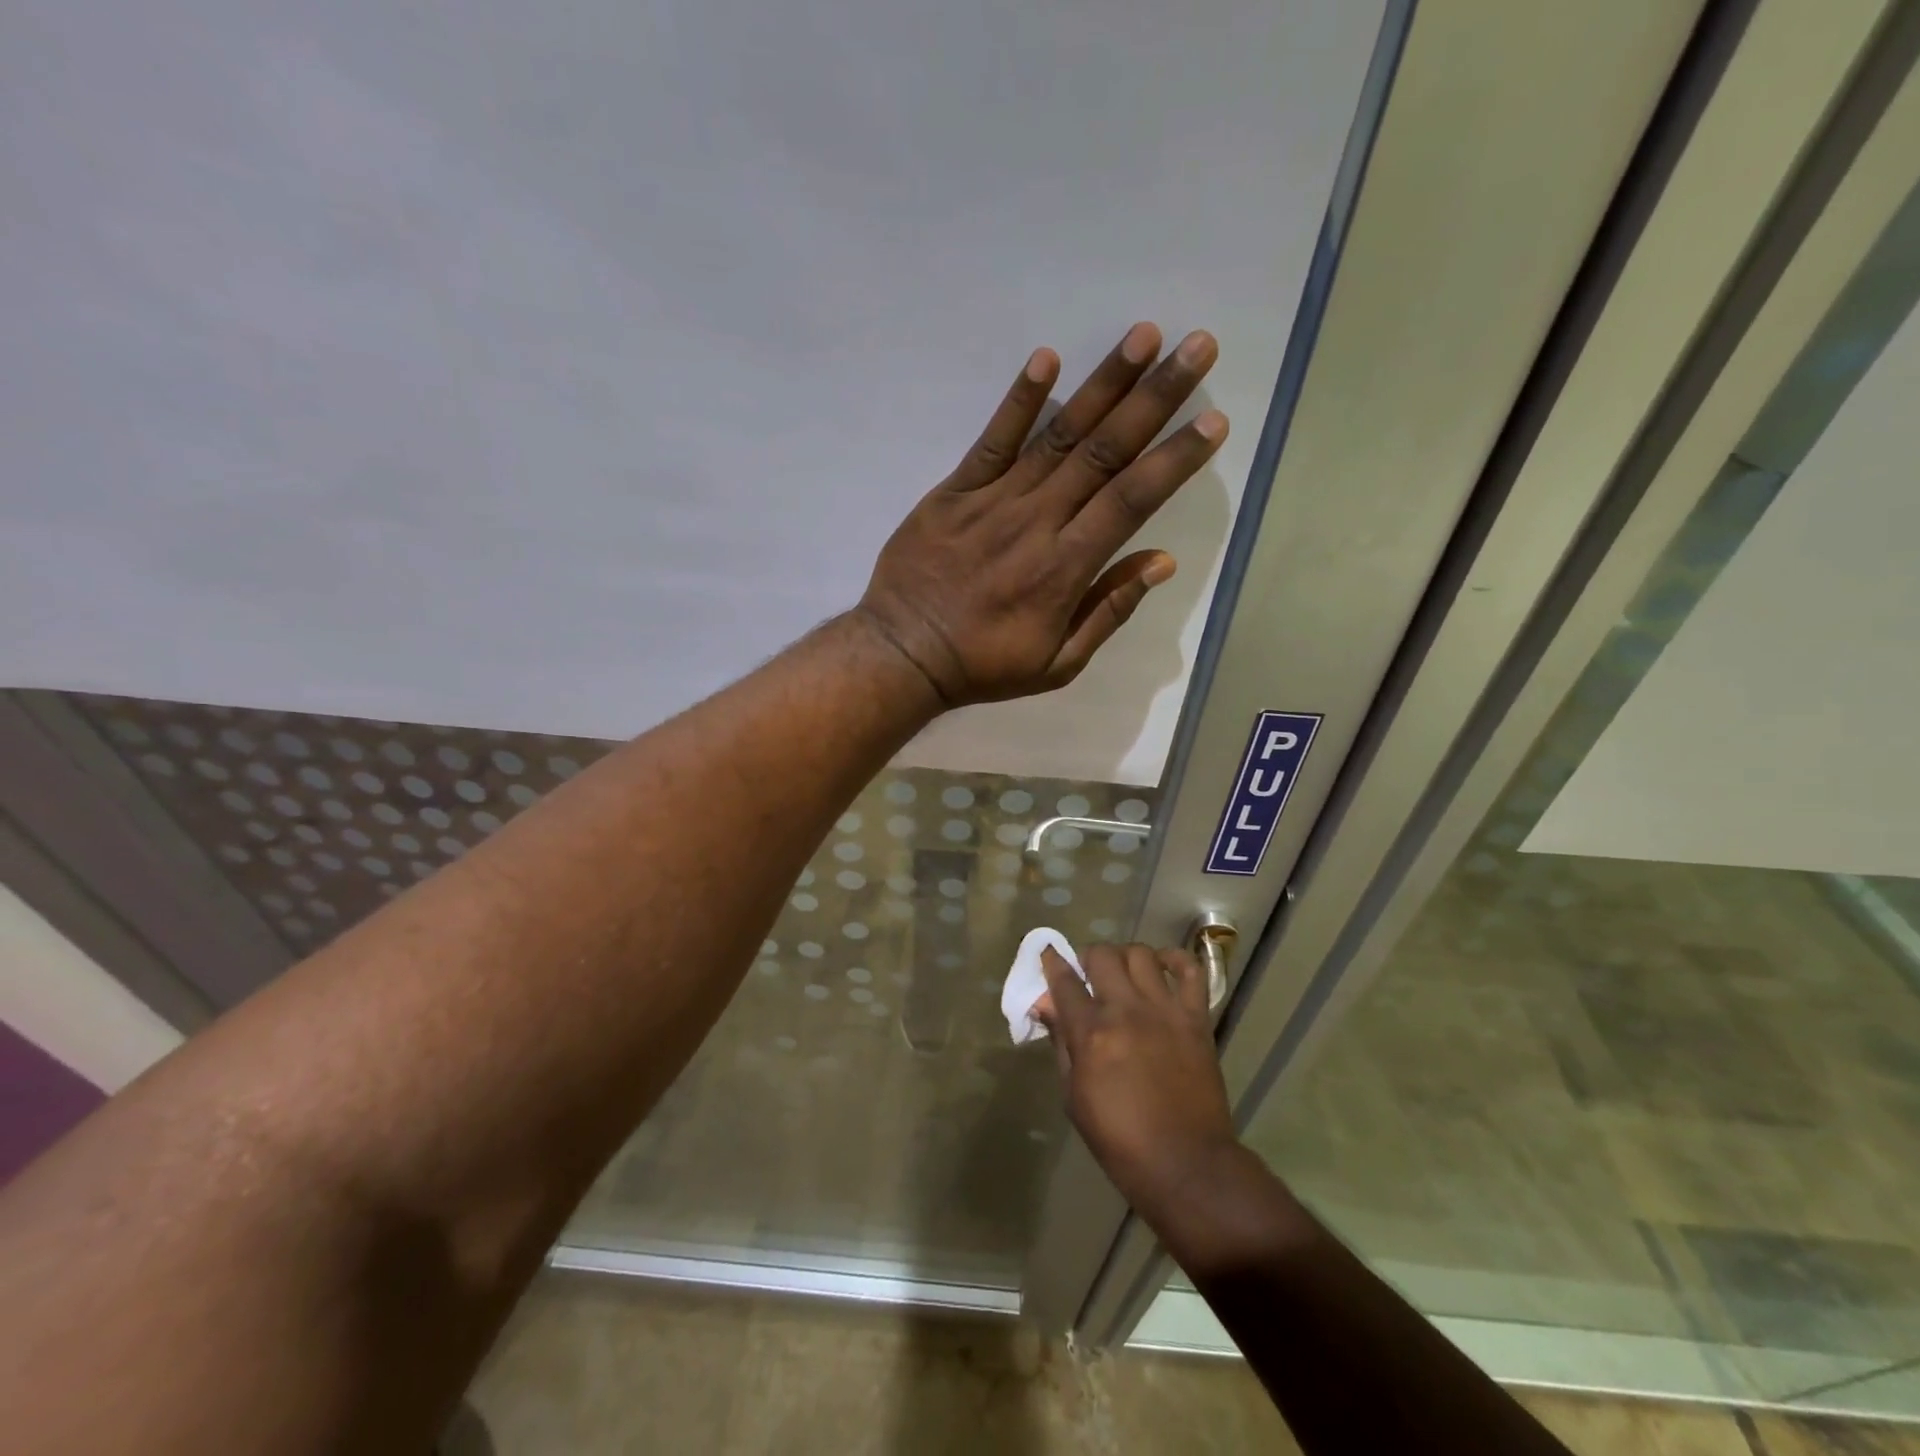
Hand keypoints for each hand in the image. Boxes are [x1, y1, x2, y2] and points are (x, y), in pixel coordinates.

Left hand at [856, 323, 1226, 705]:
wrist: (903, 654)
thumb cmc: (984, 665)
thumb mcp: (1058, 663)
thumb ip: (1109, 610)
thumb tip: (1161, 561)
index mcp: (1066, 567)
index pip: (1132, 499)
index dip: (1175, 459)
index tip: (1213, 420)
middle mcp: (1037, 522)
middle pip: (1104, 452)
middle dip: (1155, 398)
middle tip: (1197, 348)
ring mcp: (993, 501)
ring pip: (1058, 435)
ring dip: (1103, 384)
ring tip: (1143, 335)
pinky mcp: (954, 491)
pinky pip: (991, 440)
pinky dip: (1018, 401)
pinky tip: (1046, 360)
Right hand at [1036, 943, 1238, 1220]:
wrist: (1186, 1164)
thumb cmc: (1120, 1139)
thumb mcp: (1074, 1097)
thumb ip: (1061, 1044)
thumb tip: (1046, 1006)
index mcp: (1092, 1034)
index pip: (1064, 981)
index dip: (1052, 963)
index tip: (1048, 954)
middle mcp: (1126, 1011)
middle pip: (1102, 956)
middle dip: (1087, 958)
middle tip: (1088, 975)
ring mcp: (1164, 1010)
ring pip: (1141, 954)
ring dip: (1125, 957)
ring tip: (1123, 973)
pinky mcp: (1196, 1018)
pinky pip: (1190, 970)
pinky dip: (1175, 960)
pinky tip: (1162, 969)